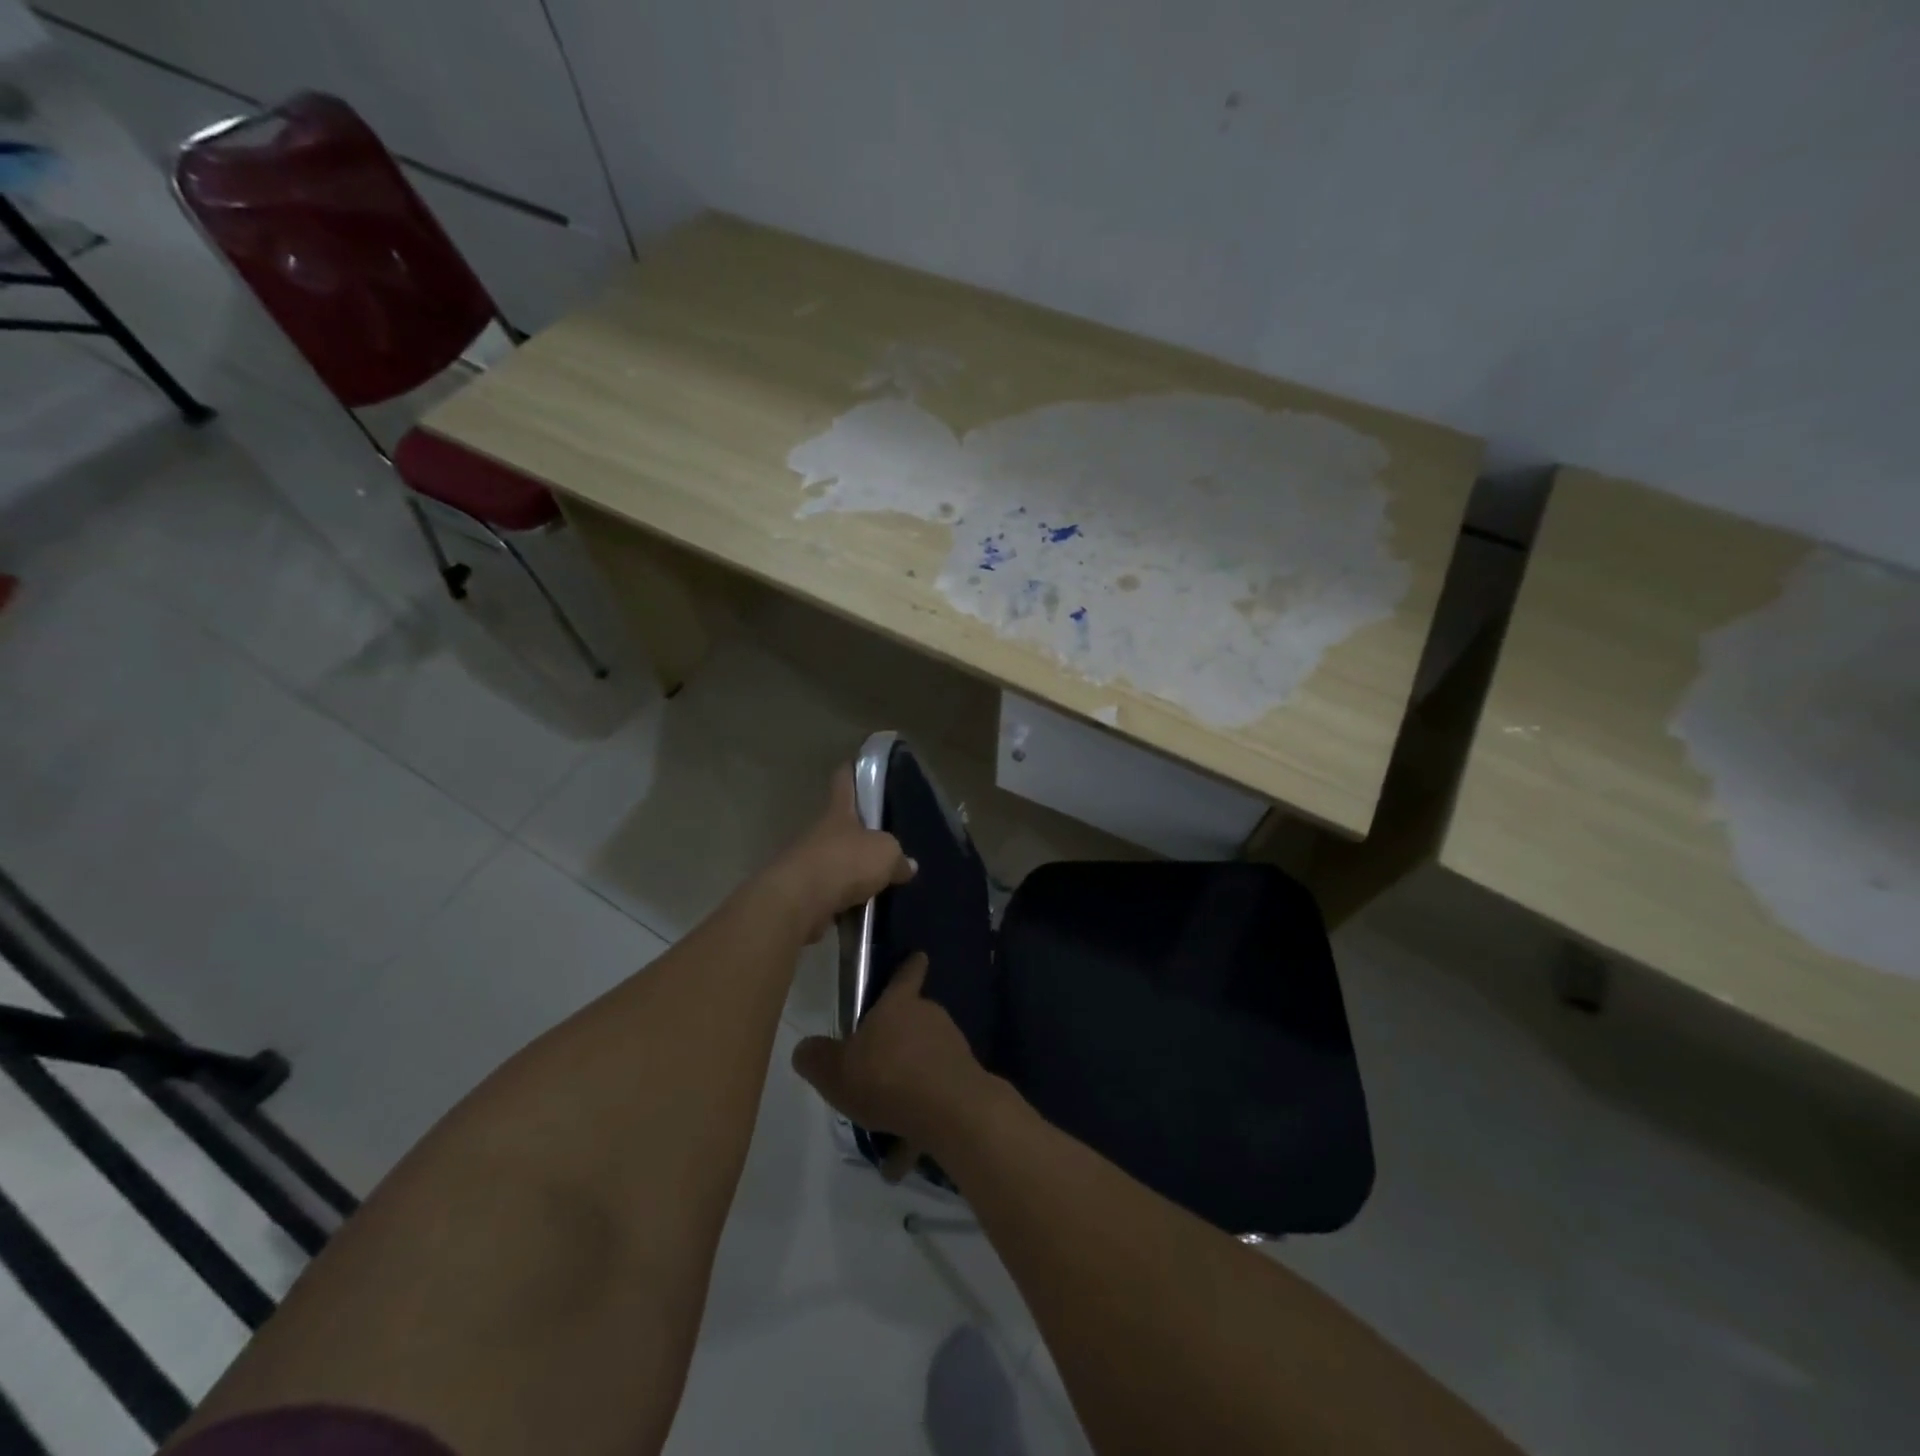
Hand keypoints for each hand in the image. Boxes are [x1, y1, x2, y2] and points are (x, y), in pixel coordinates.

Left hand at [762, 765, 914, 941]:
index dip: (853, 771)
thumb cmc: (844, 862)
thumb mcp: (885, 854)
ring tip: (880, 880)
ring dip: (853, 870)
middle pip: (842, 825)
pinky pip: (832, 893)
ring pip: (837, 860)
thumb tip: (908, 865)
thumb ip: (898, 858)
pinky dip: (846, 899)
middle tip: (888, 840)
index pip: (844, 781)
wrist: (798, 902)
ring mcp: (808, 863)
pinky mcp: (804, 895)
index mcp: (839, 812)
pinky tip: (865, 908)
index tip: (860, 765)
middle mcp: (820, 832)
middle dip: (861, 832)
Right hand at [792, 954, 999, 1178]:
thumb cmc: (888, 1078)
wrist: (952, 1112)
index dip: (909, 967)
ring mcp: (953, 1046)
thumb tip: (805, 1049)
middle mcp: (930, 1016)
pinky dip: (920, 1116)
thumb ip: (815, 1058)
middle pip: (913, 1020)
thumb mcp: (835, 1071)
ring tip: (885, 1123)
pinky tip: (903, 1153)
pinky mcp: (966, 1078)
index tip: (918, 957)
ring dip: (908, 1083)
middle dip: (897, 1042)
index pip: (904, 975)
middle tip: (874, 1070)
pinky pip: (935, 1095)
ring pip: (924, 1061)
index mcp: (899, 1005)